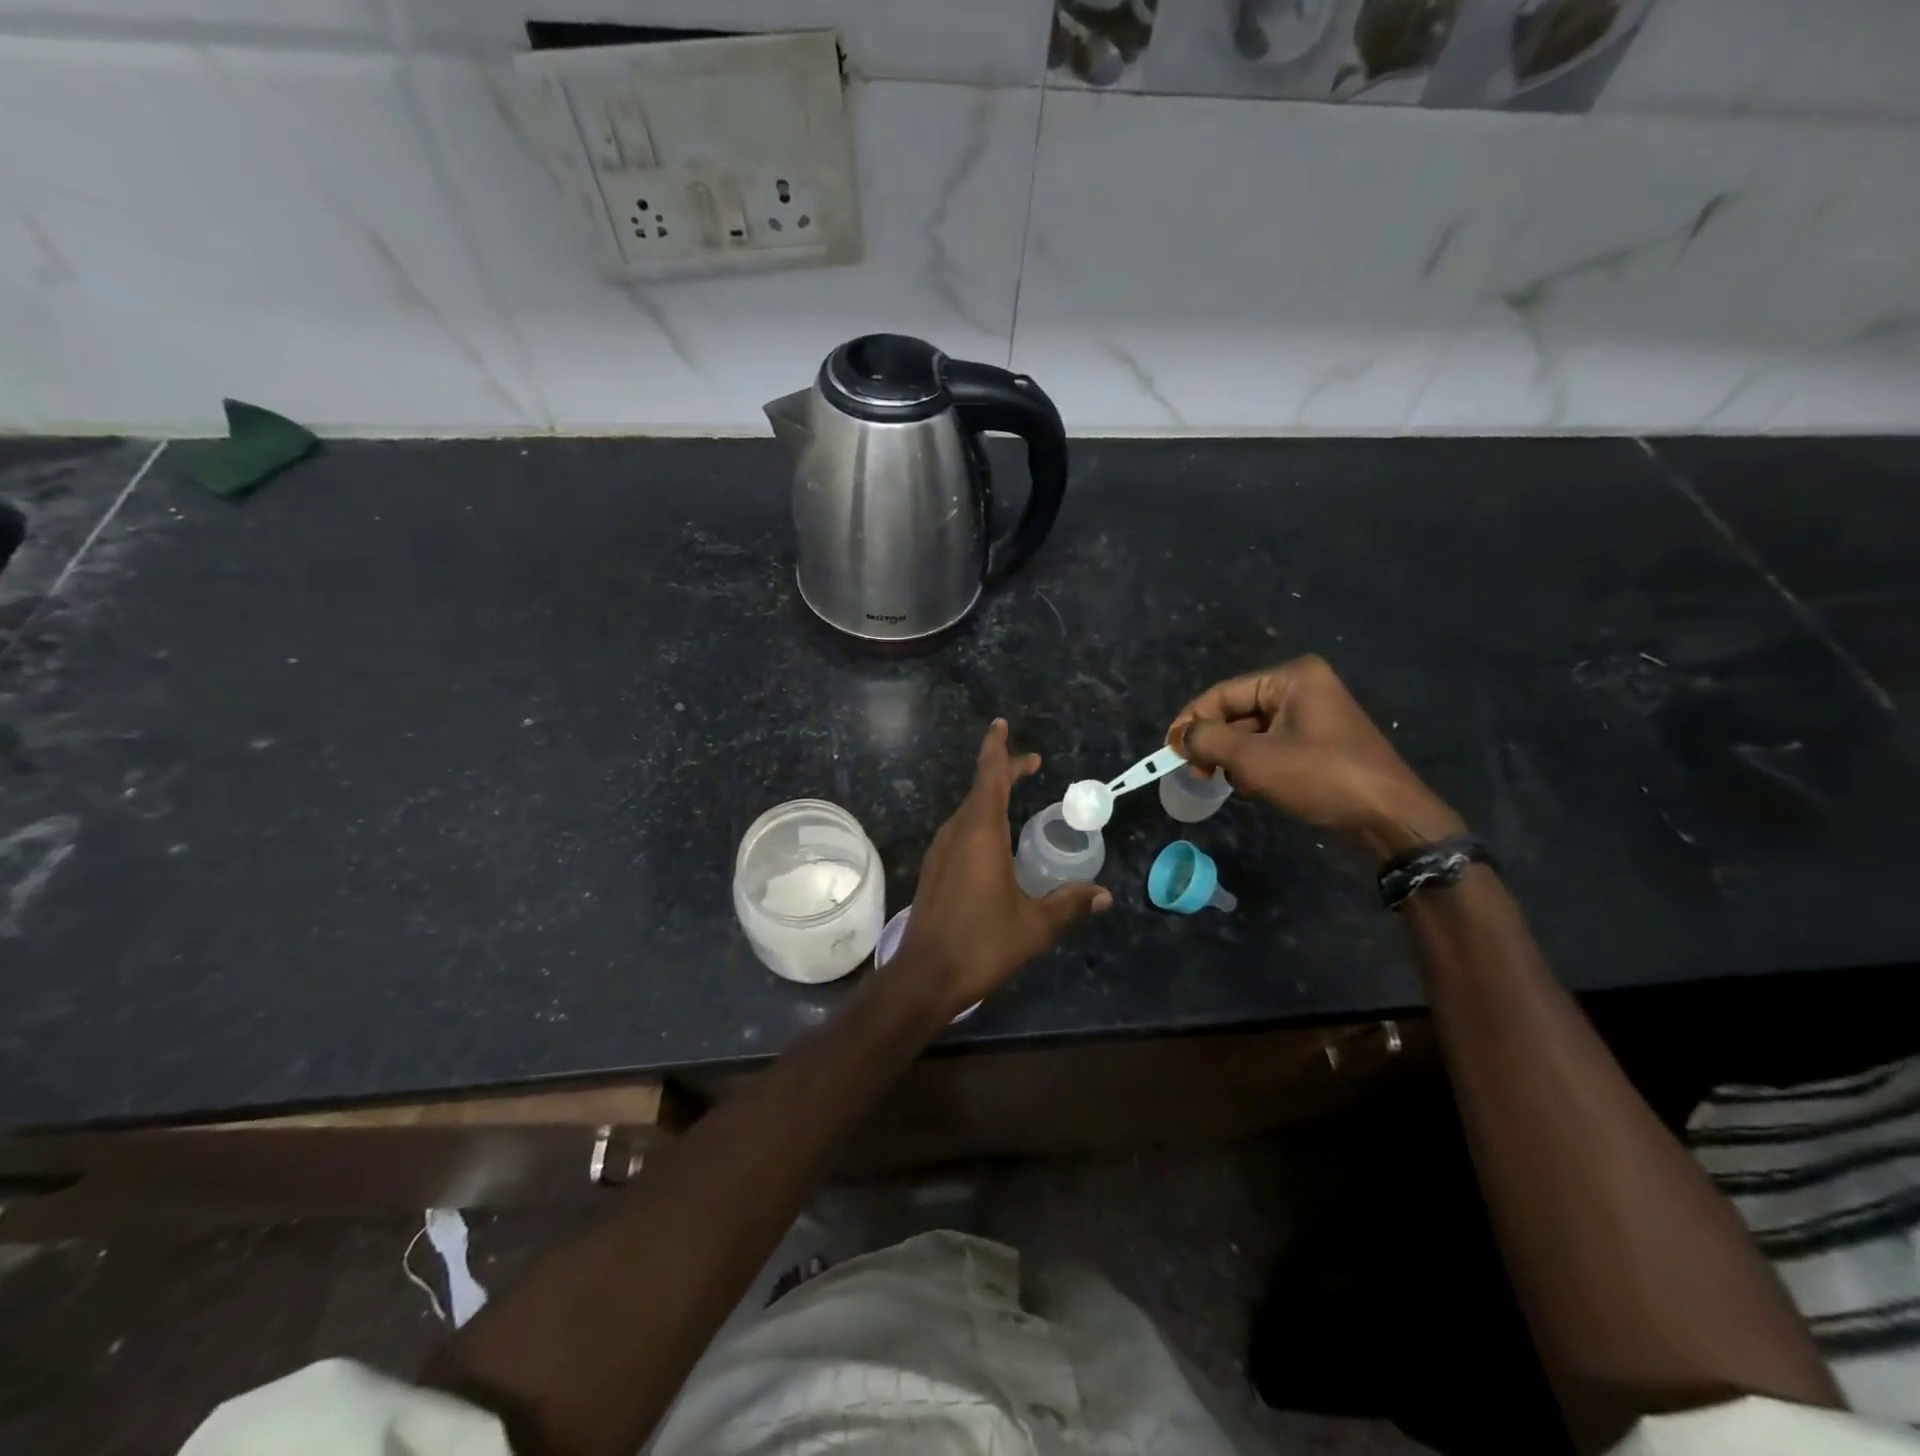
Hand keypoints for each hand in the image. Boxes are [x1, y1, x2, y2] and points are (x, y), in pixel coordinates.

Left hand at [898, 719, 1111, 1018]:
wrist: (925, 976)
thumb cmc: (982, 944)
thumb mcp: (1035, 926)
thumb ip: (1070, 905)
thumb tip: (1105, 895)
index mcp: (981, 833)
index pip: (989, 777)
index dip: (997, 749)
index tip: (1001, 725)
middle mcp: (956, 833)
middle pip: (980, 789)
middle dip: (1003, 771)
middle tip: (1031, 765)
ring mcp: (940, 851)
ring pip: (967, 811)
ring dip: (990, 796)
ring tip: (1014, 796)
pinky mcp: (933, 869)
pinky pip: (959, 831)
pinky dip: (979, 820)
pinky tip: (993, 840)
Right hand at [1168, 655, 1464, 861]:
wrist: (1390, 818)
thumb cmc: (1320, 777)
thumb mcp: (1254, 759)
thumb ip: (1208, 741)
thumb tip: (1180, 738)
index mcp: (1291, 678)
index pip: (1223, 693)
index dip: (1191, 721)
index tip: (1169, 751)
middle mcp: (1304, 688)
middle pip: (1237, 712)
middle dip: (1215, 744)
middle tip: (1197, 774)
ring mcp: (1315, 716)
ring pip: (1252, 733)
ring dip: (1234, 759)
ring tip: (1228, 785)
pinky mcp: (1320, 744)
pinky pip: (1272, 747)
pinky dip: (1256, 766)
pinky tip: (1255, 789)